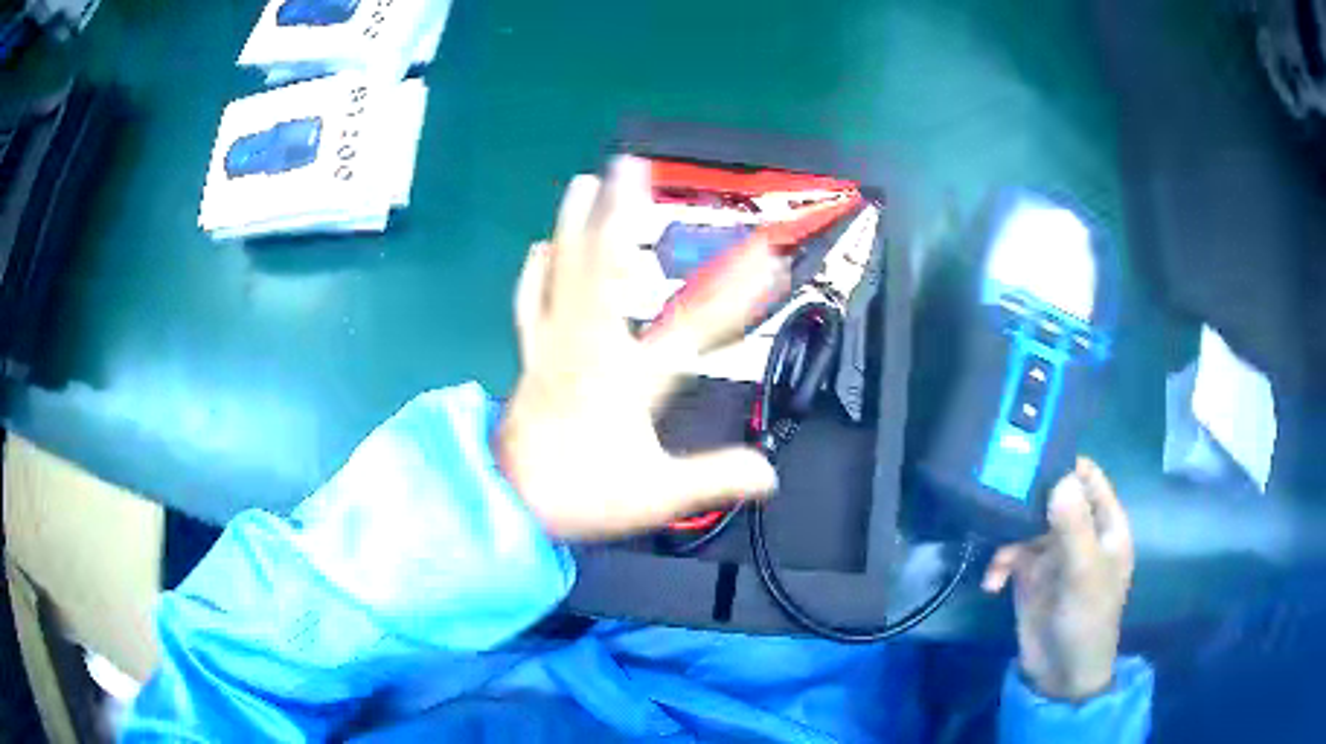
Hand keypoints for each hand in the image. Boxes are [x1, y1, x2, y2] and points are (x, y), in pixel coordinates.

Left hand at [496, 157, 787, 539]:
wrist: (508, 504)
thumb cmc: (582, 495)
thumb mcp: (656, 496)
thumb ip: (715, 478)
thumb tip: (771, 474)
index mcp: (627, 378)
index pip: (695, 328)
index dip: (736, 293)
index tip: (766, 256)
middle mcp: (589, 347)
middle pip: (606, 270)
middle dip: (622, 213)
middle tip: (630, 166)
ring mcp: (552, 346)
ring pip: (563, 274)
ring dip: (574, 225)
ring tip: (584, 182)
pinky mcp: (530, 355)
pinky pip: (530, 304)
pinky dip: (535, 274)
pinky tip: (538, 248)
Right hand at [982, 458, 1134, 700]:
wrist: (1062, 675)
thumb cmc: (1087, 620)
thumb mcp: (1084, 574)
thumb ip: (1074, 527)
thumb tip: (1060, 478)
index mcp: (1104, 524)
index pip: (1088, 477)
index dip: (1066, 462)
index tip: (1033, 451)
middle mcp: (1079, 531)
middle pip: (1052, 495)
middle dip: (1027, 495)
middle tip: (998, 488)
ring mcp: (1053, 553)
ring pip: (1027, 523)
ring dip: (1008, 534)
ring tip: (995, 549)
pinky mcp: (1029, 575)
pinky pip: (1010, 555)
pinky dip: (999, 565)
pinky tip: (991, 584)